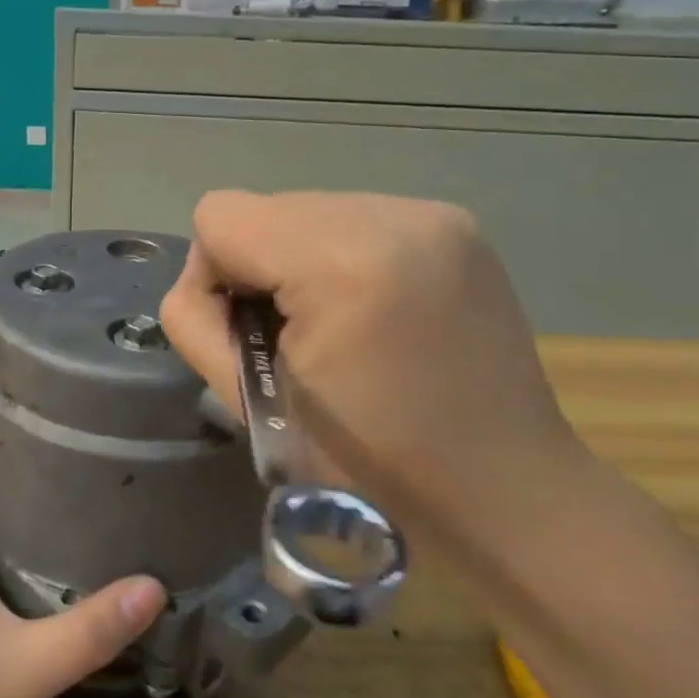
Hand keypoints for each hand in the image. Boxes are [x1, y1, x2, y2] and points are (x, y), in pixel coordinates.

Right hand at [160, 191, 592, 548]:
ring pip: (309, 210)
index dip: (213, 277)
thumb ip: (195, 321)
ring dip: (301, 260)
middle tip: (295, 339)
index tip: (250, 336)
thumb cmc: (369, 465)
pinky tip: (374, 310)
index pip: (220, 215)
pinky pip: (358, 219)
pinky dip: (343, 256)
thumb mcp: (252, 403)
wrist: (503, 489)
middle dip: (260, 267)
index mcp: (341, 261)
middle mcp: (393, 216)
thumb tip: (206, 282)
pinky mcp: (455, 225)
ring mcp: (432, 215)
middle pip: (266, 208)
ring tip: (339, 326)